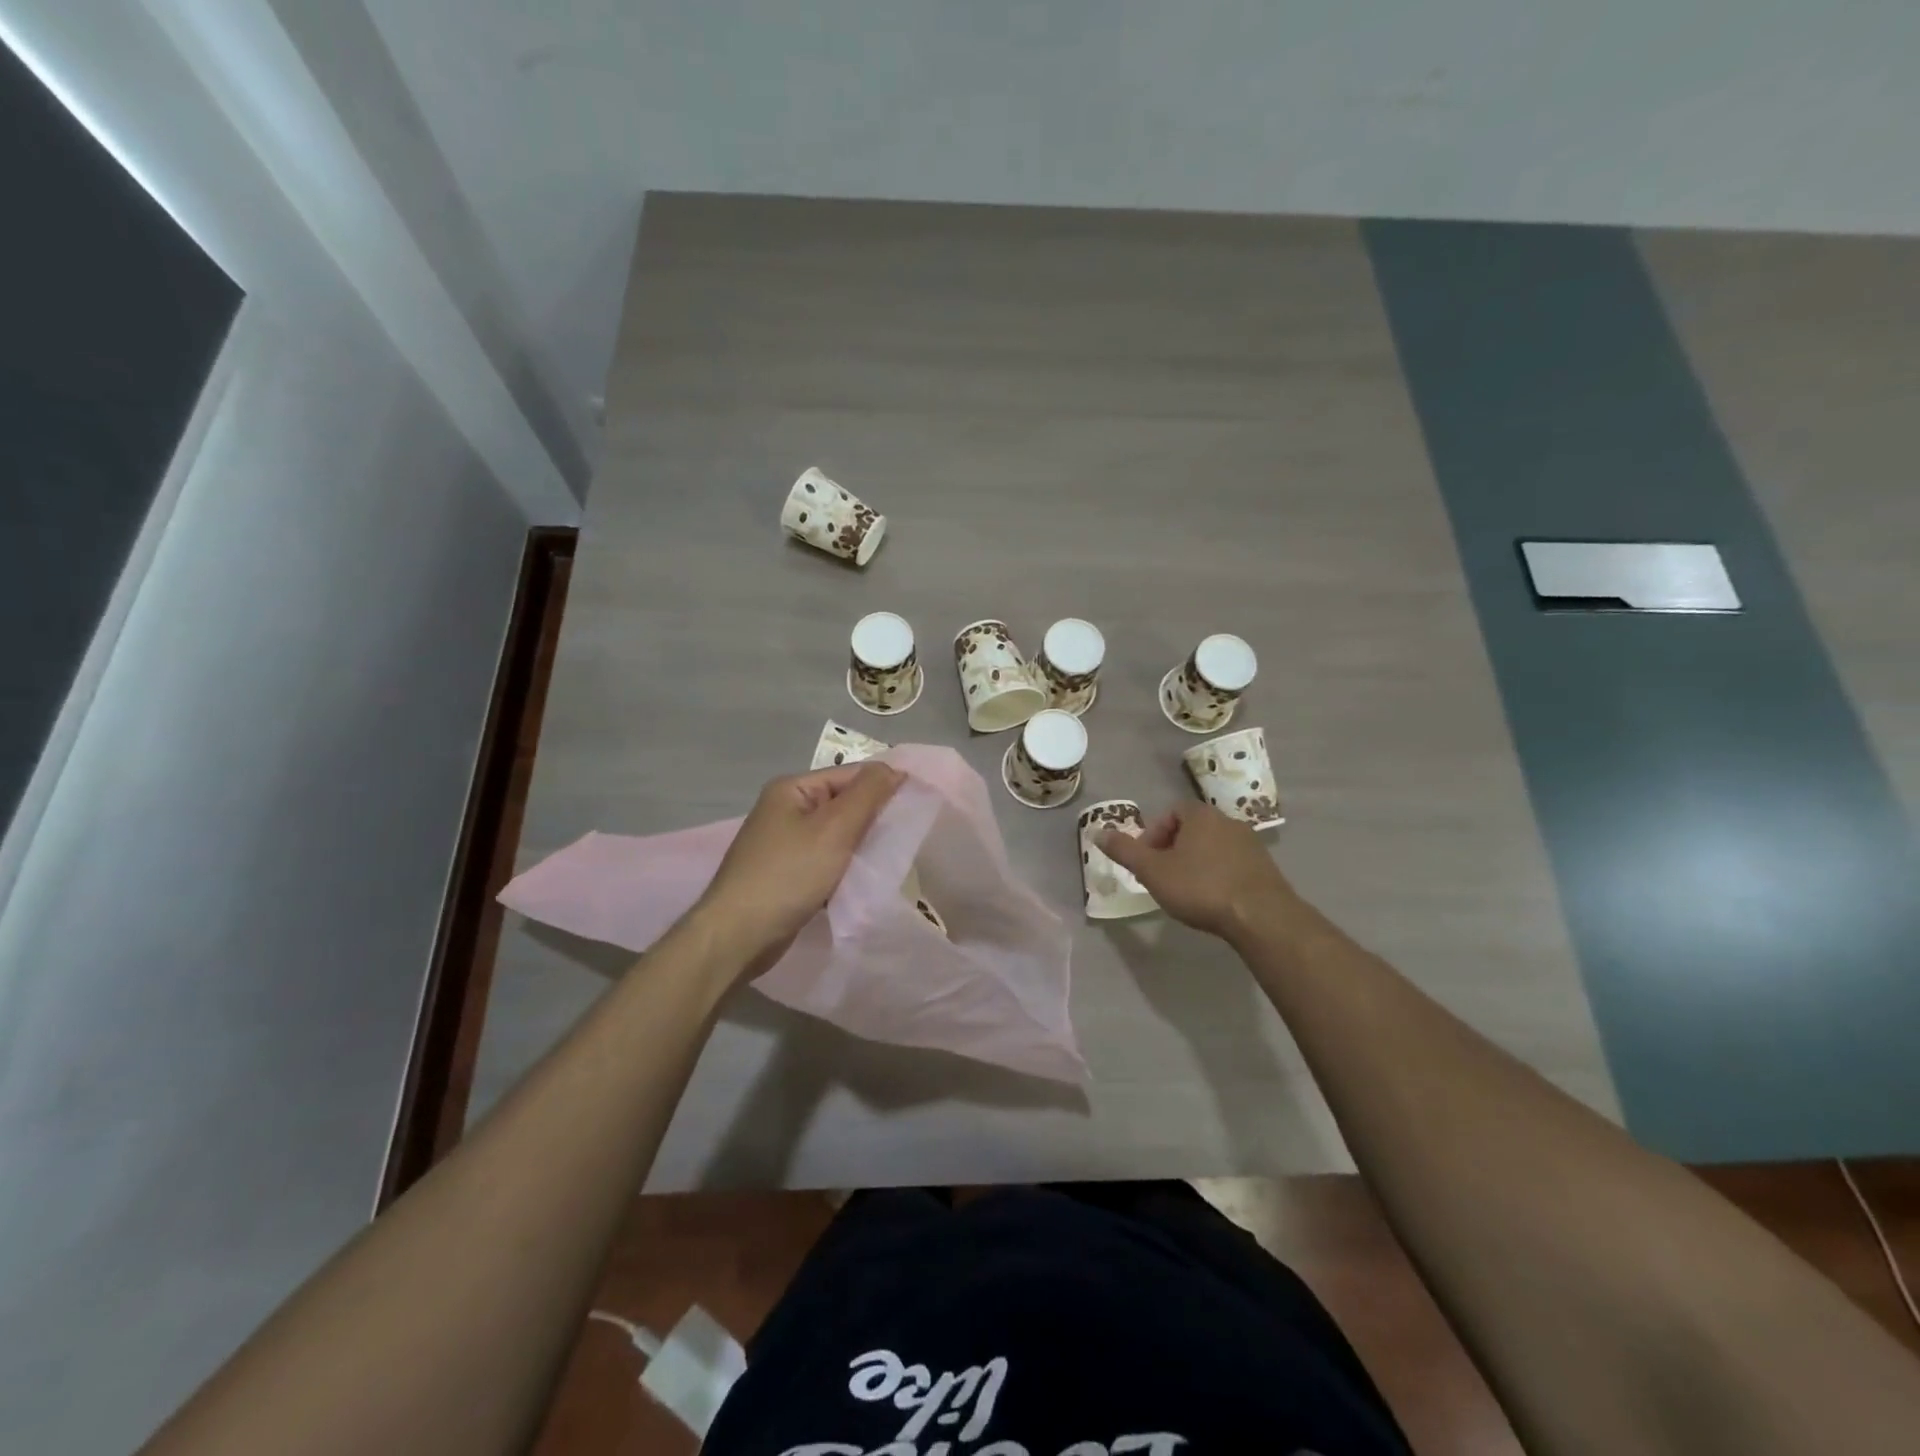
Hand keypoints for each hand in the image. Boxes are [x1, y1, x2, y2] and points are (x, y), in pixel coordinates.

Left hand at [693, 762, 903, 973]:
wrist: (737, 936)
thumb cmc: (788, 875)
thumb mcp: (834, 828)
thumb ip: (868, 794)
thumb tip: (895, 769)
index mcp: (792, 789)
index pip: (850, 775)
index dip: (883, 787)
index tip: (917, 807)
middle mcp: (785, 810)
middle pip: (843, 804)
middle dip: (873, 819)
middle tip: (906, 837)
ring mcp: (783, 844)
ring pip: (836, 836)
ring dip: (860, 847)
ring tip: (890, 860)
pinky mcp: (785, 874)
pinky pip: (825, 861)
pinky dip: (844, 868)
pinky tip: (862, 881)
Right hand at [1100, 802, 1302, 941]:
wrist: (1261, 916)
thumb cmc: (1200, 887)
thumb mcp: (1152, 871)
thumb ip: (1124, 851)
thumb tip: (1097, 832)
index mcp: (1201, 816)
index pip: (1172, 811)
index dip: (1154, 833)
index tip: (1147, 860)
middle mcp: (1228, 822)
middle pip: (1193, 828)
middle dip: (1174, 849)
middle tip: (1162, 876)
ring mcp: (1251, 845)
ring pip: (1214, 847)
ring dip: (1197, 863)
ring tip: (1186, 890)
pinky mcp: (1266, 868)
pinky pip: (1233, 864)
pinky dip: (1218, 875)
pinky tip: (1213, 900)